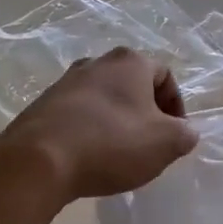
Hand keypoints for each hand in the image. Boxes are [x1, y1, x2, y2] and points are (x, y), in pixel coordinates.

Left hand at [0, 48, 198, 202]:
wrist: (37, 162)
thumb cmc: (111, 143)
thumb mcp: (165, 143)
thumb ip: (185, 134)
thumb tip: (185, 132)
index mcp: (130, 62)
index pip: (165, 76)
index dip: (177, 107)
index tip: (174, 137)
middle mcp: (96, 63)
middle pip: (133, 86)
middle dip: (146, 114)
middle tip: (150, 145)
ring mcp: (65, 82)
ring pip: (104, 100)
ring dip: (117, 122)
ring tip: (118, 154)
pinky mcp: (41, 106)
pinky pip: (77, 116)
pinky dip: (89, 132)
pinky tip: (89, 158)